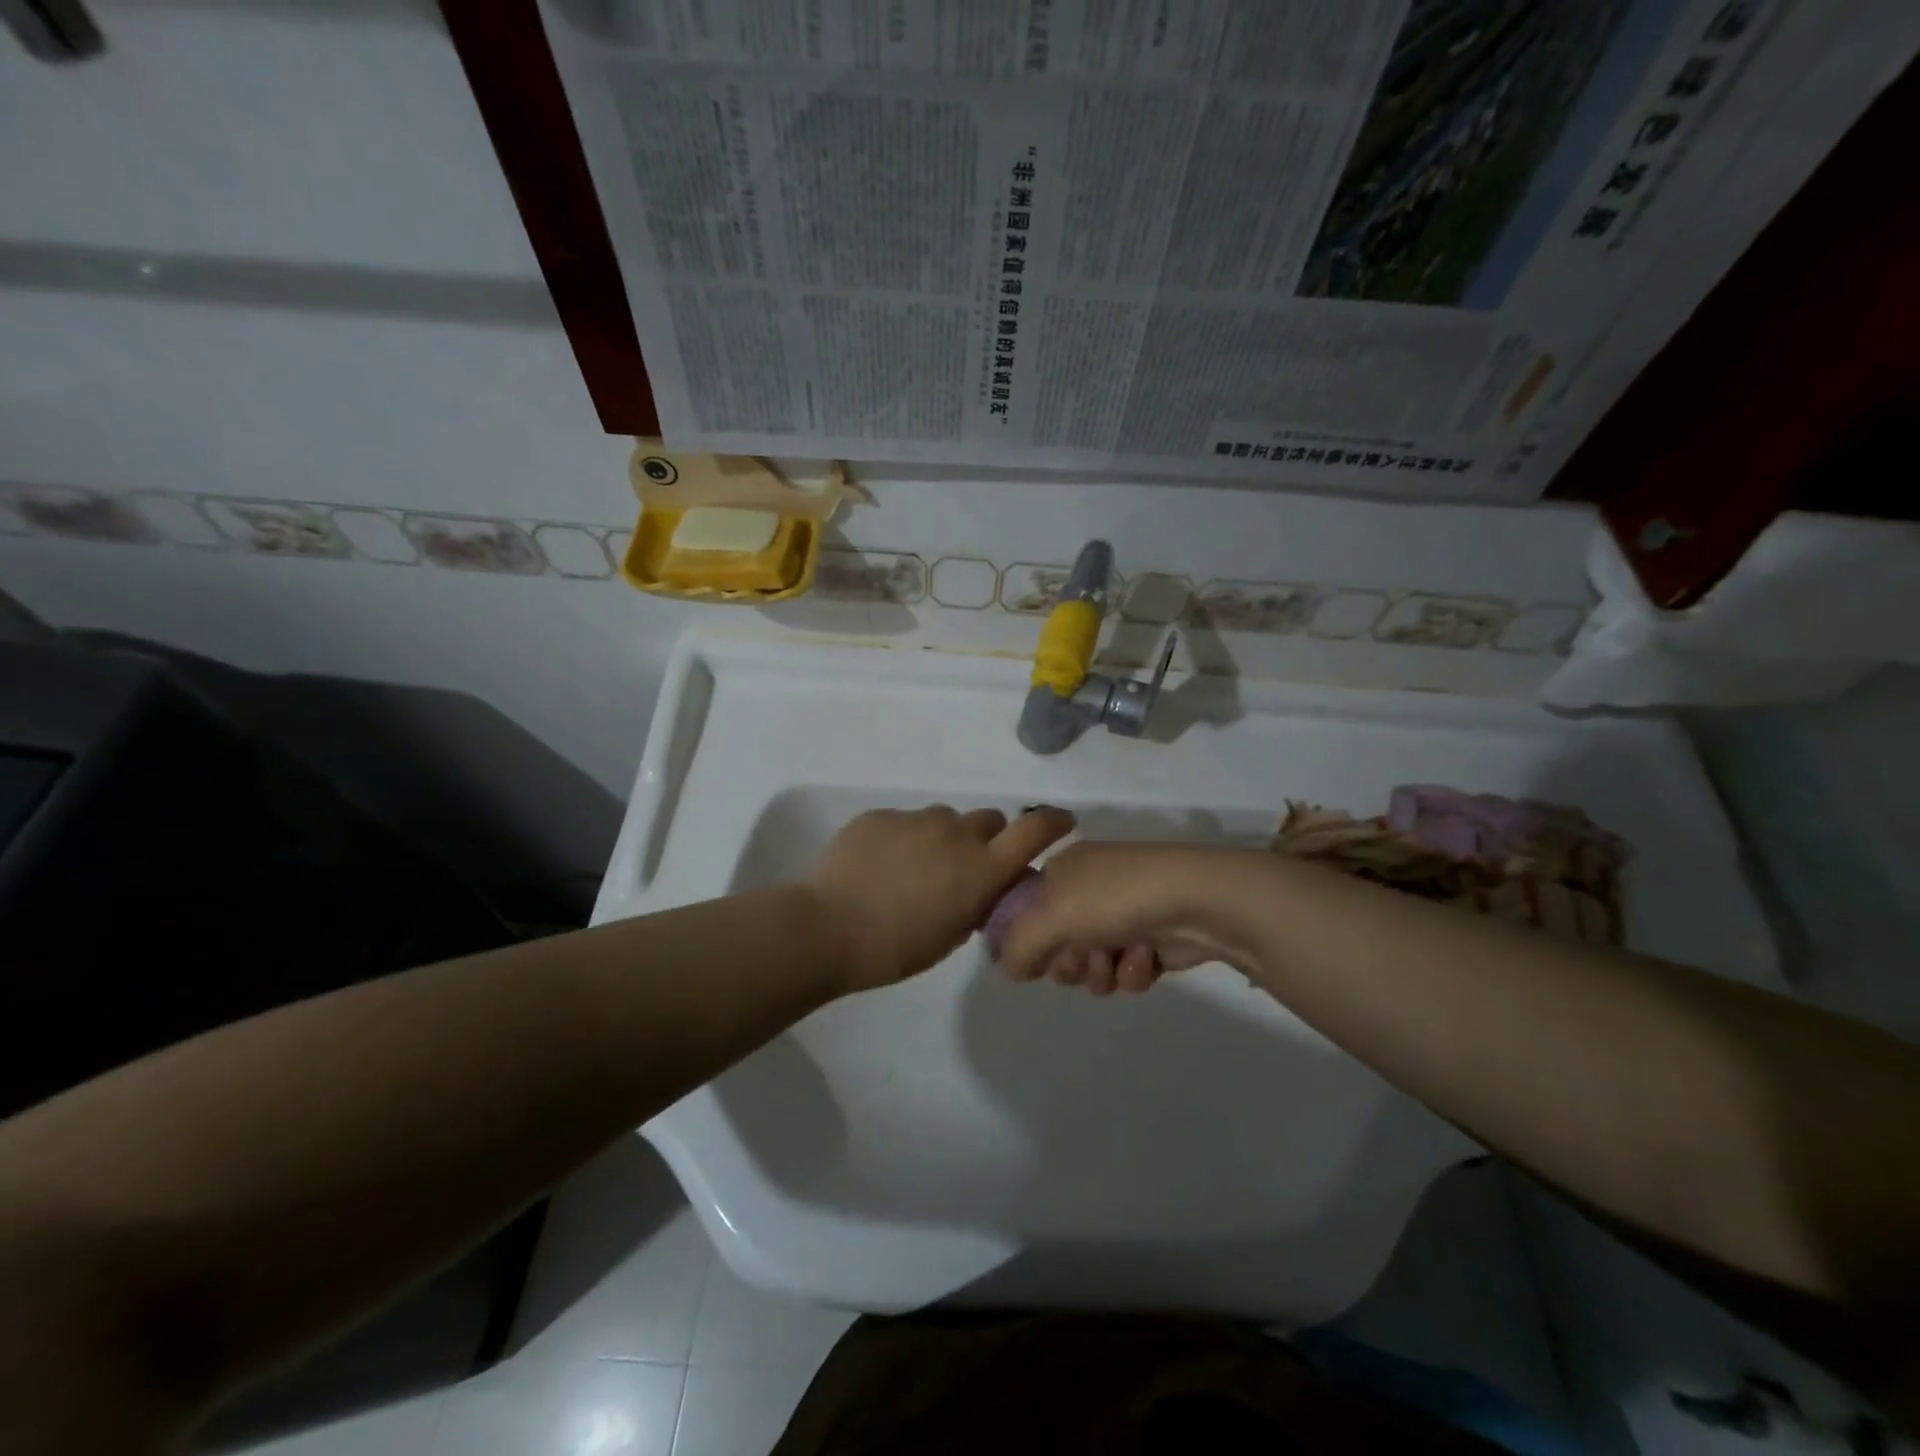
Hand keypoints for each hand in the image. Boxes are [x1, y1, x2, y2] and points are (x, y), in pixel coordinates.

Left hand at [807, 805, 1075, 993]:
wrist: (827, 927)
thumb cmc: (895, 948)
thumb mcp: (949, 936)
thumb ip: (973, 905)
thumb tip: (977, 891)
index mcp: (980, 868)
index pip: (1034, 830)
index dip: (1053, 822)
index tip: (1062, 822)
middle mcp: (955, 833)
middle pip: (988, 820)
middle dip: (986, 839)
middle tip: (963, 867)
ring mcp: (915, 819)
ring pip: (943, 820)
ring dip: (941, 839)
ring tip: (912, 869)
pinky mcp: (880, 816)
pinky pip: (903, 822)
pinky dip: (902, 840)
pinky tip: (878, 866)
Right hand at [995, 842, 1258, 994]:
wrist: (1198, 900)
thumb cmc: (1116, 898)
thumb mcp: (1051, 917)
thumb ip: (1018, 946)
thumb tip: (1008, 969)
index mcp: (1062, 869)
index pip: (1025, 910)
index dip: (1027, 939)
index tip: (1035, 957)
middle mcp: (1089, 888)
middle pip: (1057, 943)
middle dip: (1069, 961)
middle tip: (1082, 959)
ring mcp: (1122, 913)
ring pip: (1091, 963)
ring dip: (1101, 971)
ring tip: (1117, 960)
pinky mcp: (1152, 939)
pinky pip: (1125, 969)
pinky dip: (1132, 971)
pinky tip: (1145, 960)